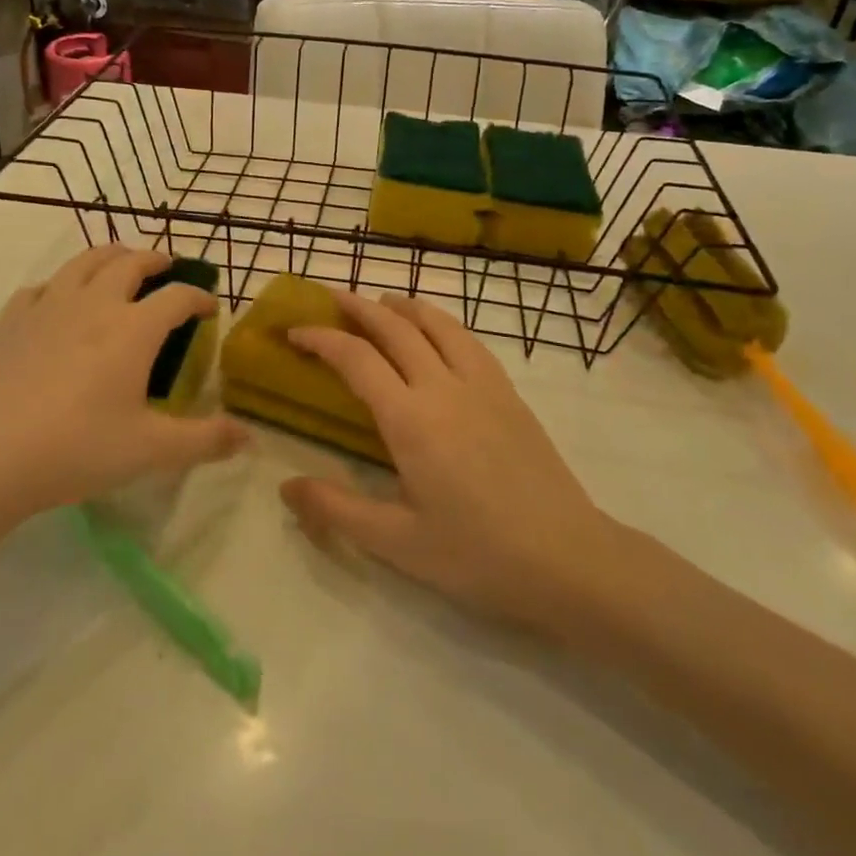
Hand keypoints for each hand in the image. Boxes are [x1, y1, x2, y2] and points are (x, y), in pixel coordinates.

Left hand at [0, 246, 246, 529]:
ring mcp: (48, 307)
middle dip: (156, 260)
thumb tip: (250, 437)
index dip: (200, 297)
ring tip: (121, 263)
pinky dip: (63, 283)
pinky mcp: (10, 320)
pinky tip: (60, 299)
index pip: (177, 296)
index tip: (211, 306)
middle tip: (168, 268)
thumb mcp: (149, 450)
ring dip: (111, 256)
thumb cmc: (75, 450)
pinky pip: (43, 286)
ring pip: (85, 262)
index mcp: (134, 328)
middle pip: (131, 263)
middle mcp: (94, 304)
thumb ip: (205, 440)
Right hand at [279, 292, 621, 636]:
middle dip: (359, 307)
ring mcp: (483, 385)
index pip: (356, 359)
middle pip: (396, 328)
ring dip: (404, 305)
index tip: (296, 331)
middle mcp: (444, 387)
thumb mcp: (397, 543)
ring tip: (382, 301)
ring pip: (438, 324)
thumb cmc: (477, 554)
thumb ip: (336, 510)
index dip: (322, 338)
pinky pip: (469, 340)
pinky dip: (442, 323)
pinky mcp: (509, 394)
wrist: (568, 558)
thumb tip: (286, 487)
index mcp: (411, 420)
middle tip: (331, 298)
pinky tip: (438, 333)